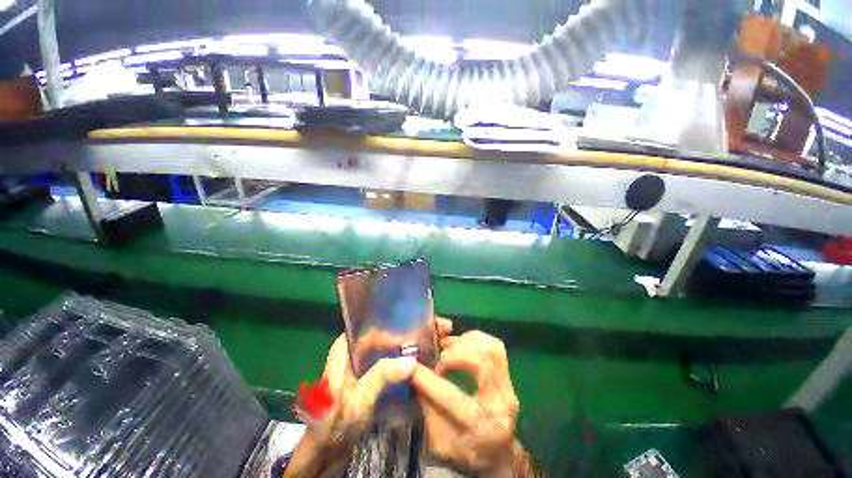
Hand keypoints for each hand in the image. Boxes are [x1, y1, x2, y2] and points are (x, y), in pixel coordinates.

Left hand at [285, 318, 453, 476]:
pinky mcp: (374, 377)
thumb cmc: (336, 420)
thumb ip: (382, 376)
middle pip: (390, 332)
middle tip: (440, 328)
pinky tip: (425, 361)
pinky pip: (394, 362)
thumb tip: (412, 361)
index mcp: (349, 346)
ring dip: (414, 344)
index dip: (401, 319)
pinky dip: (409, 360)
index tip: (424, 319)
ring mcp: (367, 364)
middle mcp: (359, 350)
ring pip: (394, 347)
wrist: (326, 451)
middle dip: (413, 330)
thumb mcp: (359, 397)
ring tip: (438, 341)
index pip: (377, 323)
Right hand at [412, 330, 526, 476]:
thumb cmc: (466, 452)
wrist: (498, 452)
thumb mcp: (440, 442)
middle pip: (481, 361)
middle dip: (454, 354)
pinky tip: (460, 345)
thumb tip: (412, 375)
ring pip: (490, 347)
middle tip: (439, 359)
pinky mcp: (508, 373)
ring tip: (448, 348)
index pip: (454, 399)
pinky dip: (474, 339)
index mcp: (483, 428)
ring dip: (465, 342)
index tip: (413, 369)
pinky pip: (493, 345)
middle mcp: (503, 402)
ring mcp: (509, 384)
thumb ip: (427, 409)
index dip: (430, 381)